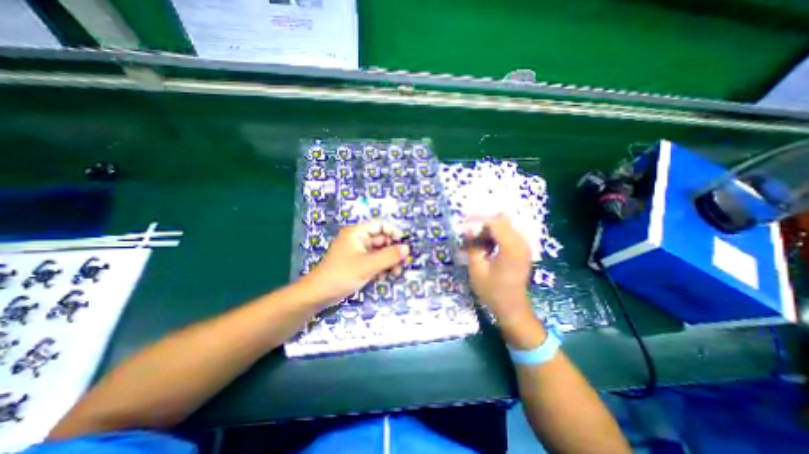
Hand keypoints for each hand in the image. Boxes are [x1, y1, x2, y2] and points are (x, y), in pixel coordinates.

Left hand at [307, 221, 412, 304]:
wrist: (319, 294)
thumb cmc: (342, 274)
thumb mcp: (368, 265)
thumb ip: (389, 256)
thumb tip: (407, 248)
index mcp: (358, 232)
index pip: (380, 224)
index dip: (394, 232)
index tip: (404, 245)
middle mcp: (359, 239)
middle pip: (382, 239)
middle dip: (393, 251)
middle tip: (403, 264)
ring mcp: (359, 252)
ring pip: (380, 252)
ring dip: (389, 261)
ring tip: (395, 273)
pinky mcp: (358, 263)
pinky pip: (375, 261)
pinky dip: (381, 267)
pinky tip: (383, 278)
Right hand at [469, 214, 534, 323]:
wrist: (512, 308)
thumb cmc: (492, 291)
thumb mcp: (477, 268)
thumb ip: (473, 245)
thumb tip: (467, 228)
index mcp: (511, 247)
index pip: (494, 222)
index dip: (477, 220)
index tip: (463, 224)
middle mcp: (521, 242)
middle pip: (501, 221)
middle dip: (483, 226)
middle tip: (469, 238)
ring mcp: (523, 246)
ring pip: (504, 227)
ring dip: (488, 232)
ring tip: (476, 245)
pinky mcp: (522, 250)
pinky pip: (507, 234)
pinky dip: (495, 237)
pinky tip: (486, 249)